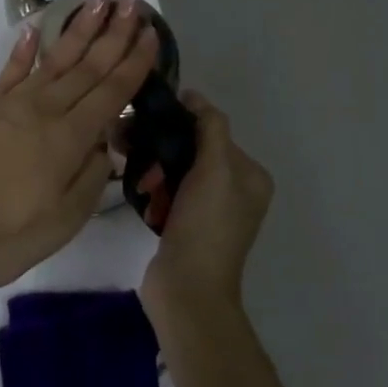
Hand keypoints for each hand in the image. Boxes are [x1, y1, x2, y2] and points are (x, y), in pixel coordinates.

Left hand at [0, 0, 158, 288]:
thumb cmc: (4, 234)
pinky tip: (35, 30)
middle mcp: (44, 110)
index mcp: (69, 138)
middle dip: (114, 33)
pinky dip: (23, 49)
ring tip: (97, 1)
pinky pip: (9, 70)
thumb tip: (105, 144)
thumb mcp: (62, 221)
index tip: (152, 33)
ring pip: (53, 60)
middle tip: (132, 0)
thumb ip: (90, 178)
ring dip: (78, 30)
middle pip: (87, 66)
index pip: (111, 92)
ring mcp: (10, 104)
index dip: (134, 62)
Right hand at [141, 92, 273, 311]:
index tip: (150, 122)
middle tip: (137, 155)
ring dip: (153, 170)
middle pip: (192, 150)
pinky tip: (142, 198)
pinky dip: (153, 192)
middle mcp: (235, 190)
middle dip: (162, 150)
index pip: (213, 131)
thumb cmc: (206, 226)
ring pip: (175, 171)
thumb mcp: (216, 169)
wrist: (187, 290)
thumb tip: (194, 96)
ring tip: (137, 179)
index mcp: (250, 176)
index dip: (182, 124)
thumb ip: (209, 127)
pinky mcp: (185, 224)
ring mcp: (209, 210)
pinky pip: (166, 192)